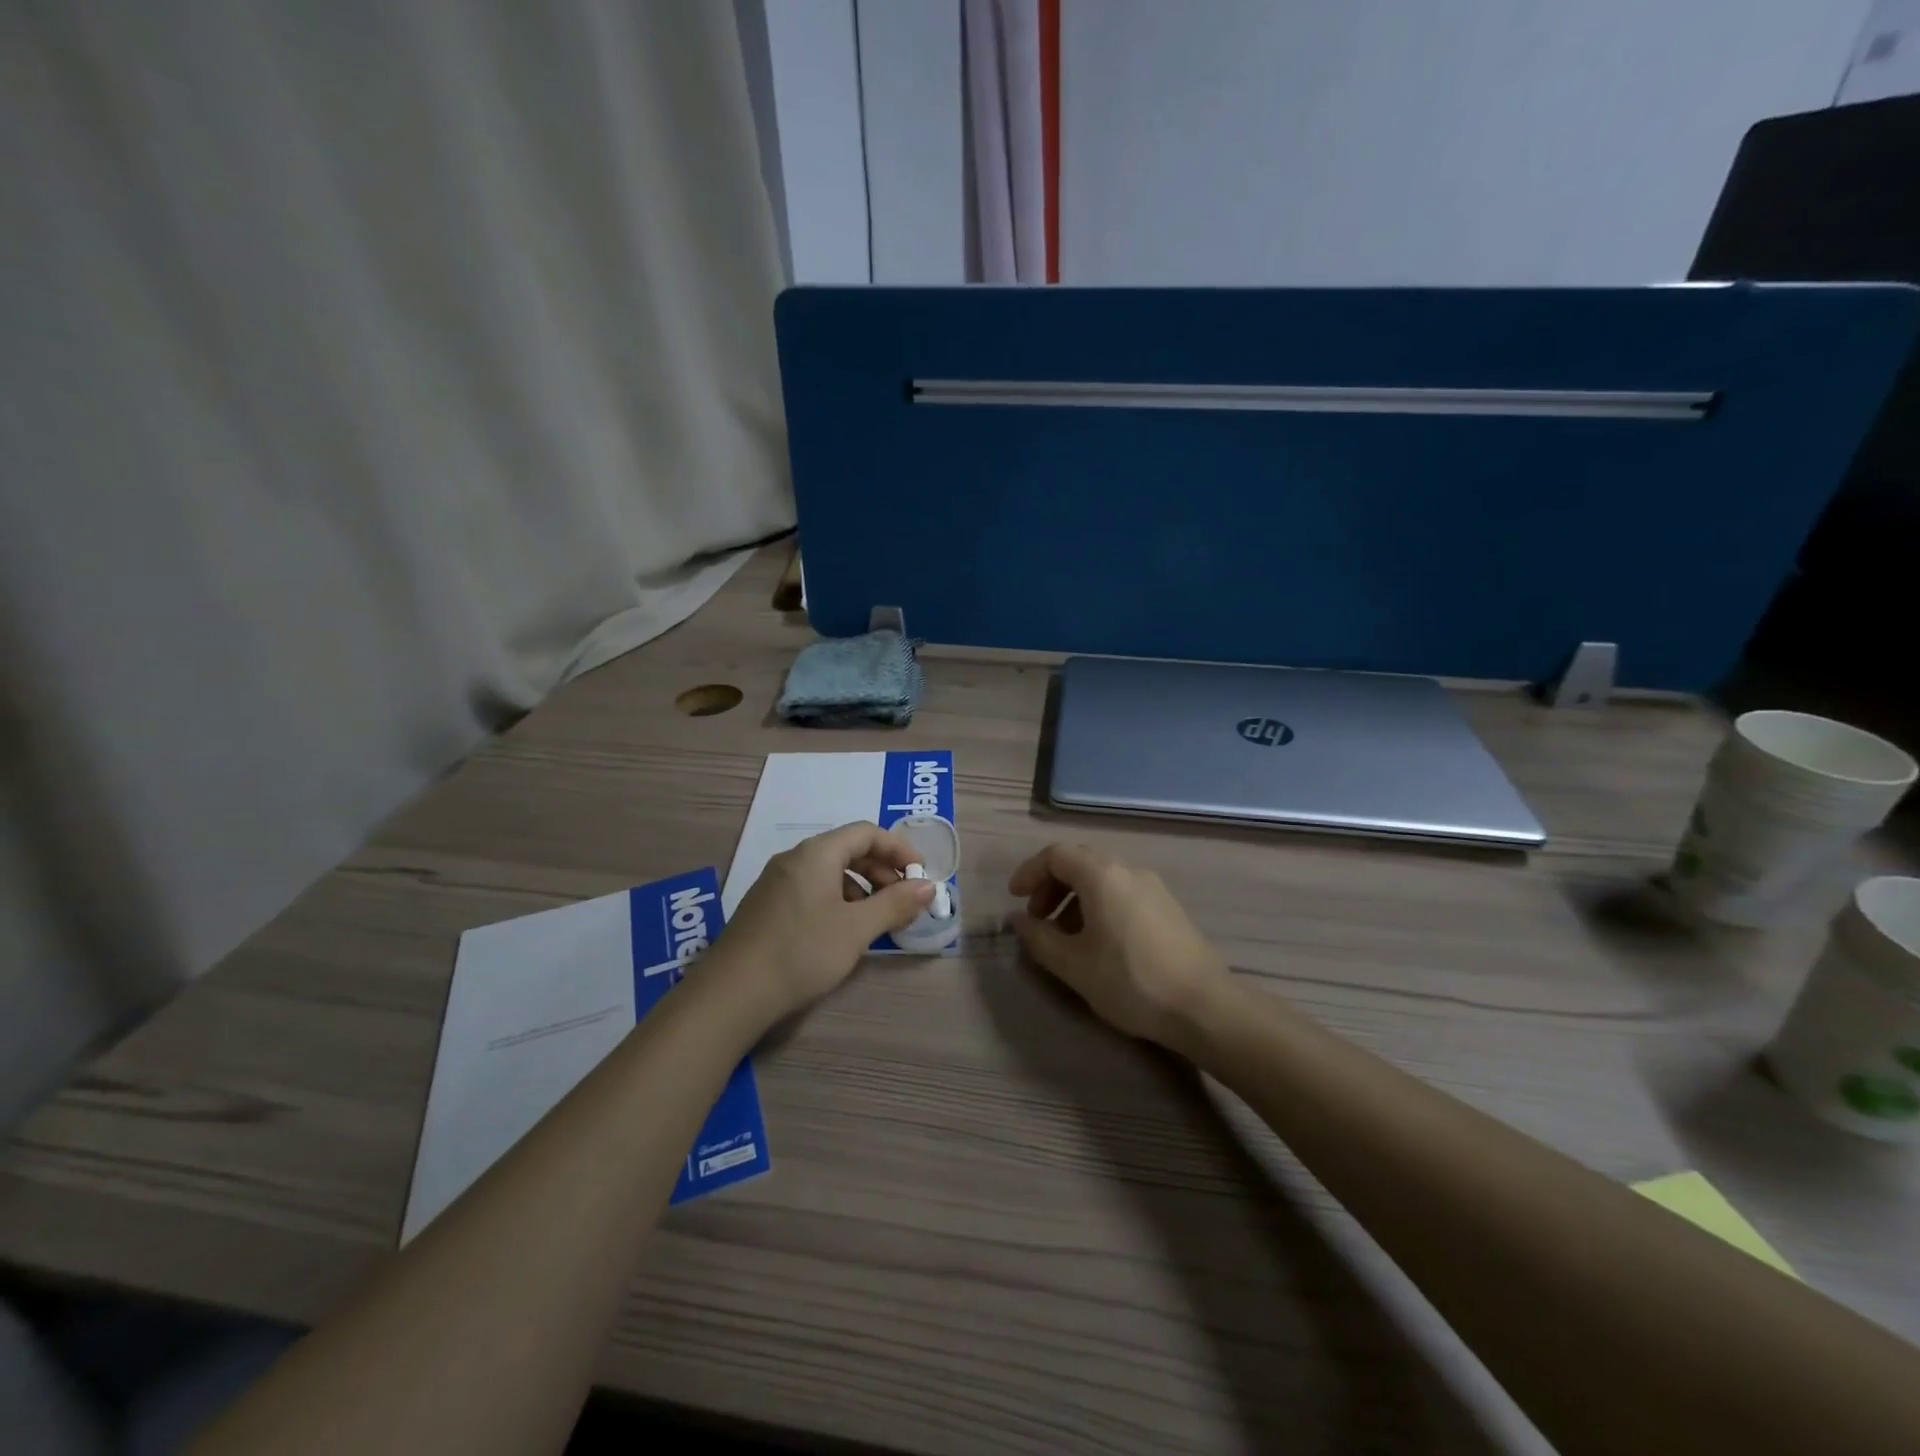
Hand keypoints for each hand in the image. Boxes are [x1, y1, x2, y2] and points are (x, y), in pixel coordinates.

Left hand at [716, 822, 934, 1019]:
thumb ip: (895, 903)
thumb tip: (928, 885)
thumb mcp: (857, 929)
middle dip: (882, 871)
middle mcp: (794, 859)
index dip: (899, 849)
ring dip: (862, 889)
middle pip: (848, 850)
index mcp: (817, 853)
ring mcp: (776, 882)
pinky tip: (845, 932)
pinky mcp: (767, 907)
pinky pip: (813, 890)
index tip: (921, 875)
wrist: (732, 994)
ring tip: (879, 920)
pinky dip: (839, 901)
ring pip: (830, 872)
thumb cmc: (802, 952)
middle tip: (905, 901)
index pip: (867, 833)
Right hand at [1008, 843, 1232, 1046]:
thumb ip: (1039, 938)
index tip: (1014, 899)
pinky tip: (1098, 943)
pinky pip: (1122, 893)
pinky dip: (1098, 906)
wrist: (1204, 1006)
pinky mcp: (1167, 907)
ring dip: (1074, 899)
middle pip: (1079, 862)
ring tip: (1065, 937)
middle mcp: (1128, 870)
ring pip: (1102, 879)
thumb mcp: (1074, 965)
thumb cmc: (1131, 981)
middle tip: (1037, 919)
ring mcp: (1153, 887)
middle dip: (1051, 886)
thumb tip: (1018, 921)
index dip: (1029, 872)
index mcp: (1102, 875)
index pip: (1056, 855)